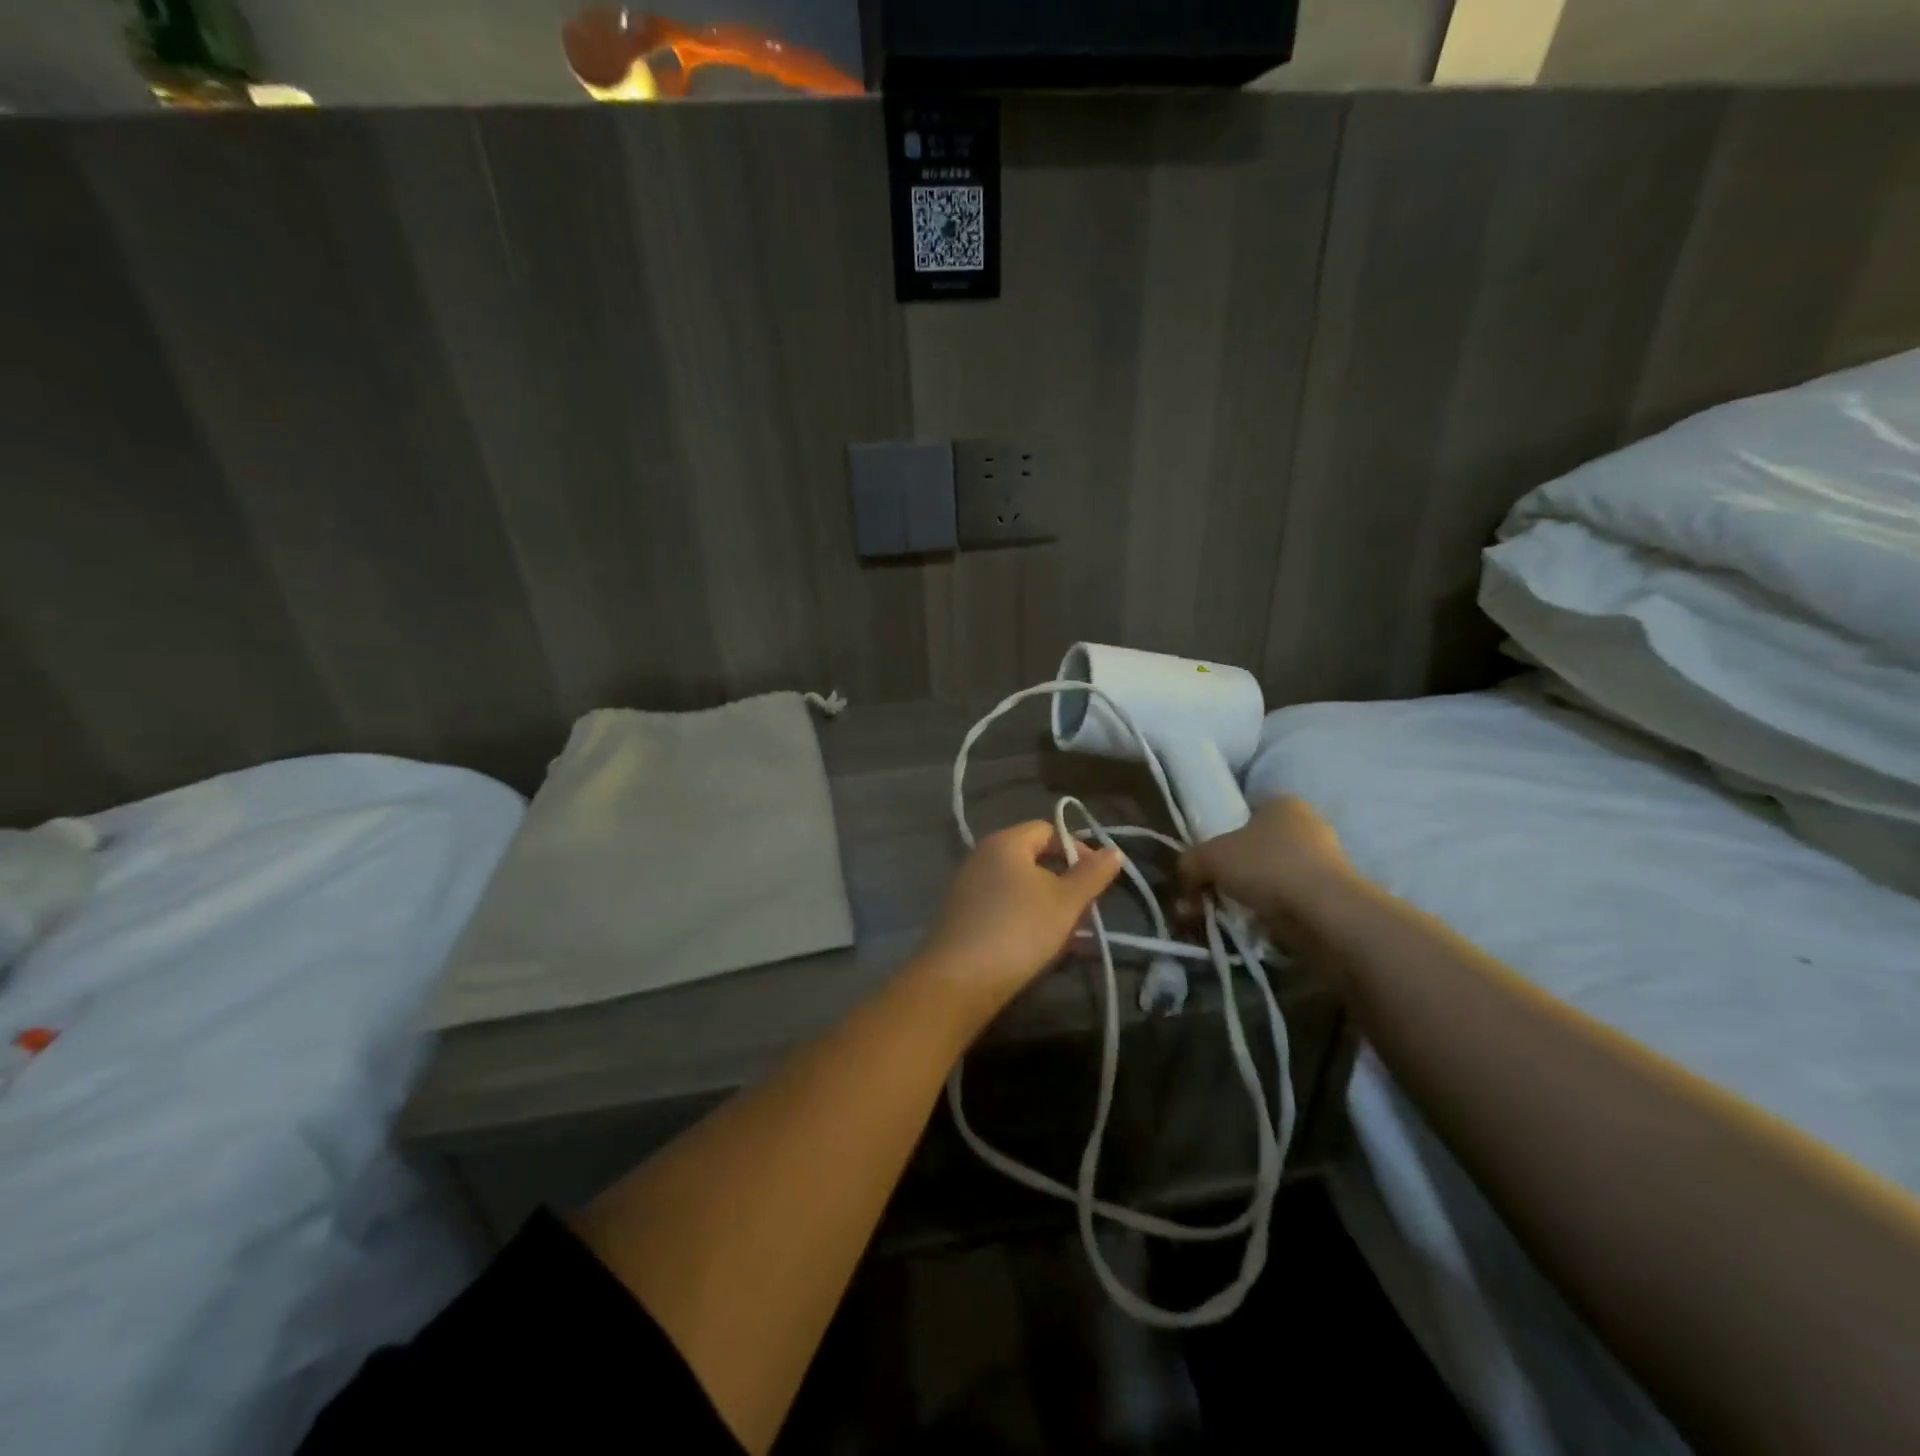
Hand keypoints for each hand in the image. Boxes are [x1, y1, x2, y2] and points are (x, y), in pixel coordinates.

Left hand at [913, 822, 1124, 1016]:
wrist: (959, 980)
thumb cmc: (1019, 929)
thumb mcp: (1066, 902)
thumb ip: (1092, 874)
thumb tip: (1114, 851)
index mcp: (1005, 842)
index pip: (1048, 830)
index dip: (1077, 849)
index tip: (1098, 879)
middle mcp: (983, 856)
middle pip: (1033, 858)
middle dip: (1065, 882)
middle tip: (1086, 911)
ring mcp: (969, 886)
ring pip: (1020, 886)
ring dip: (1049, 905)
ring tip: (1070, 935)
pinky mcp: (964, 915)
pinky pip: (1003, 906)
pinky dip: (1026, 918)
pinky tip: (1042, 946)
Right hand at [1176, 797, 1361, 949]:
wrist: (1324, 913)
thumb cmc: (1265, 866)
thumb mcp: (1209, 856)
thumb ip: (1189, 862)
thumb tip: (1185, 879)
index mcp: (1282, 804)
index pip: (1244, 813)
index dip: (1219, 837)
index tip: (1204, 865)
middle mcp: (1307, 826)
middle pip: (1255, 849)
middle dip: (1229, 874)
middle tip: (1207, 896)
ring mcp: (1324, 862)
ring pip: (1270, 878)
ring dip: (1247, 897)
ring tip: (1225, 919)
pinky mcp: (1332, 896)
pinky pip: (1288, 902)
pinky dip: (1269, 914)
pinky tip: (1252, 929)